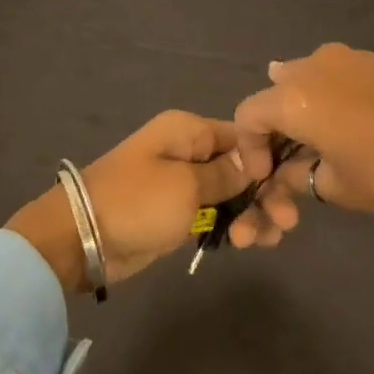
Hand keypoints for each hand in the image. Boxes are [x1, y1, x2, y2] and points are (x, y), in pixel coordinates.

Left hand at [7, 111, 263, 292]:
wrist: (81, 239)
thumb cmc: (136, 202)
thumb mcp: (186, 185)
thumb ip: (226, 174)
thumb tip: (256, 161)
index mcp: (190, 131)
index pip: (244, 136)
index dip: (271, 159)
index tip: (292, 184)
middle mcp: (190, 152)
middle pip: (244, 168)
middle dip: (266, 193)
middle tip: (286, 222)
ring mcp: (185, 185)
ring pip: (234, 195)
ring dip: (254, 214)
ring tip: (265, 240)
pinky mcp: (179, 215)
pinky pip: (217, 215)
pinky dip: (235, 226)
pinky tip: (252, 242)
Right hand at [231, 43, 373, 243]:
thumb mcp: (330, 185)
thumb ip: (294, 174)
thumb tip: (284, 171)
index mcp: (293, 97)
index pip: (248, 116)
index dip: (249, 149)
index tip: (265, 177)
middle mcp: (313, 66)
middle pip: (274, 91)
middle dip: (274, 126)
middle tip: (288, 158)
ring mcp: (347, 57)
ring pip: (304, 78)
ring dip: (299, 109)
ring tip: (316, 142)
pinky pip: (334, 74)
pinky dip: (326, 97)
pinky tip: (346, 124)